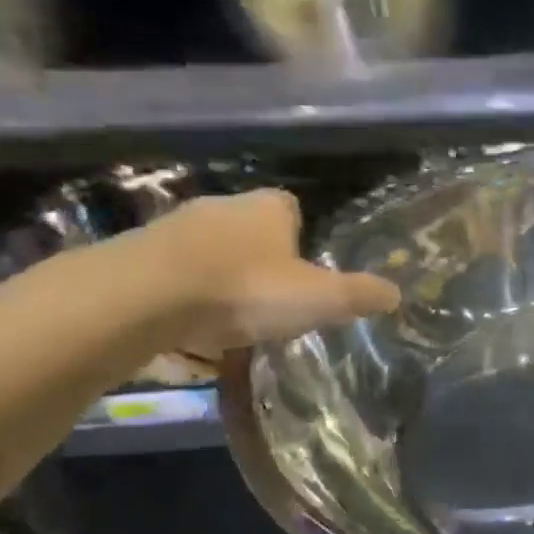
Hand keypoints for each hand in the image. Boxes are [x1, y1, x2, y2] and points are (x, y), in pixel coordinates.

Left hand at [132, 189, 400, 357]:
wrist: (141, 297)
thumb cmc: (245, 289)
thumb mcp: (319, 299)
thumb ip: (359, 295)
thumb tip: (397, 293)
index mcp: (268, 208)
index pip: (291, 206)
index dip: (302, 234)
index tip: (306, 268)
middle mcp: (222, 206)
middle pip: (249, 228)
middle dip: (262, 258)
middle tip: (275, 298)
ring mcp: (173, 227)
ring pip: (210, 250)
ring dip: (221, 276)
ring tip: (232, 318)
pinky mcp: (136, 254)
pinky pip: (173, 273)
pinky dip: (184, 295)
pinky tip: (190, 326)